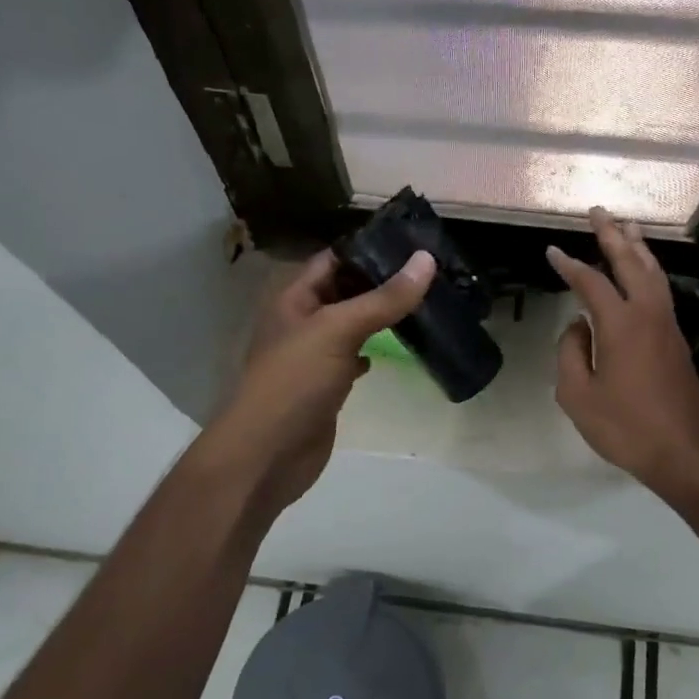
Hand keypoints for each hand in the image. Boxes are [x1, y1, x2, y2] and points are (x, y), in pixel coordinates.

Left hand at [206, 249, 434, 520]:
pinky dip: (375, 349)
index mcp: (294, 298)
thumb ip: (383, 298)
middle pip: (345, 290)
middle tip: (432, 271)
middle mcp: (303, 321)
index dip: (368, 248)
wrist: (267, 455)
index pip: (334, 259)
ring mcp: (314, 355)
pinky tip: (400, 346)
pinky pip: (354, 356)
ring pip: (353, 324)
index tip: (414, 242)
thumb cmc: (295, 382)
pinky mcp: (327, 385)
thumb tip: (426, 259)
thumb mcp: (338, 330)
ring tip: (427, 301)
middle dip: (382, 281)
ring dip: (382, 315)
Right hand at [548, 209, 698, 488]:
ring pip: (653, 273)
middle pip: (630, 262)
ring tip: (627, 226)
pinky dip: (650, 271)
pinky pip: (662, 291)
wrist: (685, 453)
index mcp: (621, 324)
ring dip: (638, 247)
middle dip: (612, 235)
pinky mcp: (677, 340)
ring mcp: (668, 326)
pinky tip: (644, 272)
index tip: (552, 250)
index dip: (569, 264)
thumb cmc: (627, 427)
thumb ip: (570, 353)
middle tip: (599, 212)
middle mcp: (649, 314)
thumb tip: (578, 326)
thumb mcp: (578, 396)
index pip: (591, 283)